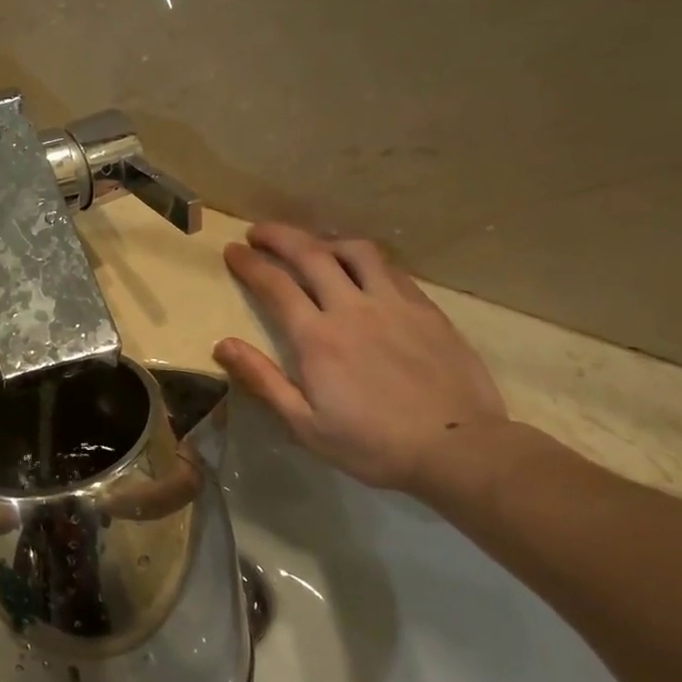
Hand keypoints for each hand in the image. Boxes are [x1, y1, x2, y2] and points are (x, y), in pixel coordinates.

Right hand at [214, 224, 506, 491]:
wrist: (458, 449)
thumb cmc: (372, 444)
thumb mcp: (305, 424)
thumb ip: (263, 380)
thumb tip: (223, 345)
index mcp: (317, 338)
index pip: (275, 285)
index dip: (250, 263)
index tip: (233, 251)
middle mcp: (352, 308)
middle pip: (311, 254)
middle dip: (279, 237)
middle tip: (259, 232)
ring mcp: (394, 304)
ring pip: (355, 251)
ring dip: (325, 241)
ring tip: (312, 247)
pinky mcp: (426, 309)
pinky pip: (390, 269)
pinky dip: (365, 259)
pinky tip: (361, 269)